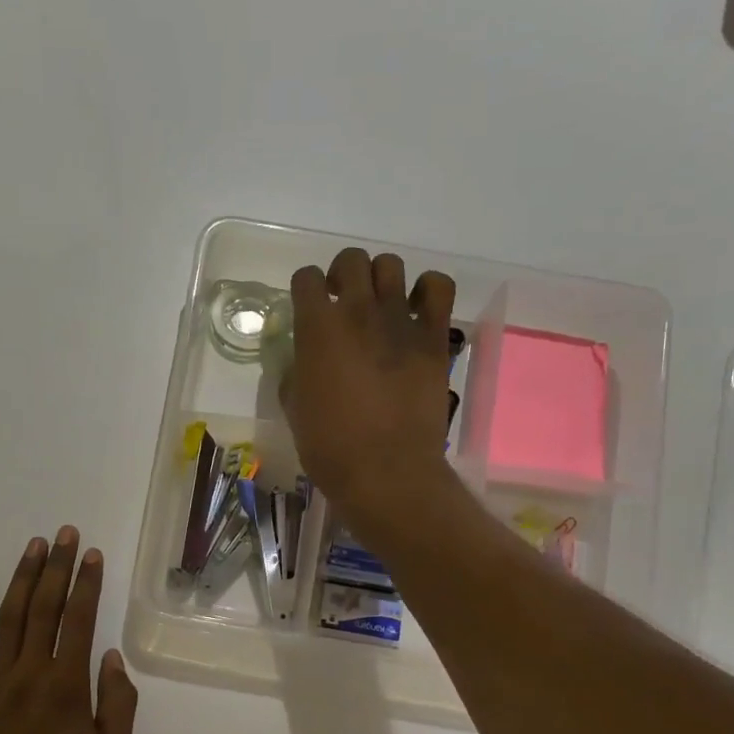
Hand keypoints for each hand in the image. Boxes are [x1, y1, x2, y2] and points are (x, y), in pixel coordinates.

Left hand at [0, 527, 137, 733]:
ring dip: (22, 579)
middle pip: (45, 608)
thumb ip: (118, 706)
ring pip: (8, 618)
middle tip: (64, 534)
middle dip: (57, 567)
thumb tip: (113, 657)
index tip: (92, 554)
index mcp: (67, 686)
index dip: (87, 584)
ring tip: (33, 547)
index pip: (79, 621)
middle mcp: (29, 673)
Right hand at [283, 247, 457, 531]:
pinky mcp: (433, 338)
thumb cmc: (330, 447)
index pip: (306, 279)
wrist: (385, 472)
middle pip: (351, 261)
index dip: (305, 289)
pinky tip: (416, 309)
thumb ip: (296, 373)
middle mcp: (357, 313)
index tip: (309, 306)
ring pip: (391, 265)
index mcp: (317, 329)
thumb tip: (304, 361)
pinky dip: (427, 290)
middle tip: (343, 302)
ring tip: (380, 305)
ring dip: (380, 279)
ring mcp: (399, 321)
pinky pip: (438, 288)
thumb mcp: (295, 409)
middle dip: (342, 274)